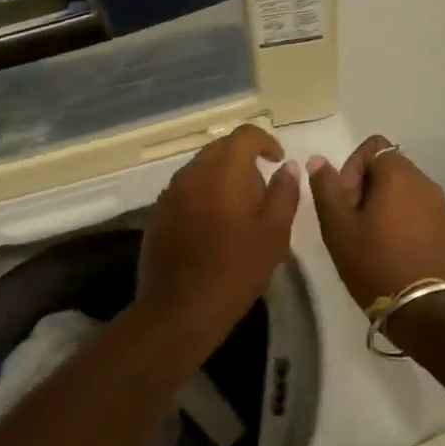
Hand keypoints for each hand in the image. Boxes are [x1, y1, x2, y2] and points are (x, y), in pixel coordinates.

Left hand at [137, 124, 299, 343]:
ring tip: (241, 211)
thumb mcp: (274, 233)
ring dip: (223, 178)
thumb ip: (284, 192)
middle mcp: (192, 173)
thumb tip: (287, 167)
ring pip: (201, 169)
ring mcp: (170, 193)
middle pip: (220, 149)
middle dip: (244, 160)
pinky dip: (204, 195)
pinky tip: (215, 227)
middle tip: (263, 191)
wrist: (179, 310)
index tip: (278, 160)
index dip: (265, 141)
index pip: (244, 135)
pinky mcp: (158, 214)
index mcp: (222, 171)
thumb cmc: (235, 270)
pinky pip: (186, 190)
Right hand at [308, 135, 444, 311]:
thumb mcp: (338, 227)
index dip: (351, 169)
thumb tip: (318, 160)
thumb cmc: (374, 262)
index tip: (344, 201)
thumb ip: (326, 188)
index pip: (372, 147)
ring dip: (385, 204)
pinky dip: (404, 219)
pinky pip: (420, 210)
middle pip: (389, 167)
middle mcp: (425, 181)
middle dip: (366, 187)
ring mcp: (442, 205)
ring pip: (405, 190)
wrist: (424, 308)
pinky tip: (395, 249)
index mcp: (399, 174)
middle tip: (353, 222)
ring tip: (373, 238)